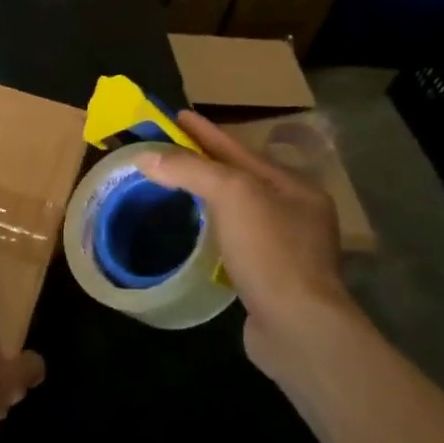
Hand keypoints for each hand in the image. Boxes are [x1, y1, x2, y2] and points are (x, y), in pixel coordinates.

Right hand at [136, 111, 356, 375]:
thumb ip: (190, 170)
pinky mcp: (271, 279)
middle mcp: (295, 213)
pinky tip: (196, 232)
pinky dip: (213, 229)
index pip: (239, 150)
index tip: (176, 116)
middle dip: (207, 162)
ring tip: (177, 186)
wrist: (297, 327)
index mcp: (293, 187)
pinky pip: (236, 240)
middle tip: (169, 150)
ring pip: (238, 210)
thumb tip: (146, 157)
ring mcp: (286, 248)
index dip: (205, 132)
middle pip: (241, 178)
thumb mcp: (232, 195)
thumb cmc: (269, 251)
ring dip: (208, 196)